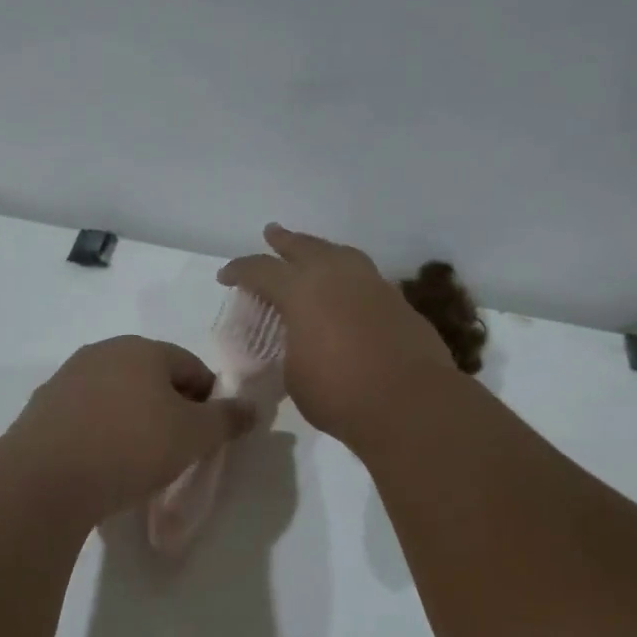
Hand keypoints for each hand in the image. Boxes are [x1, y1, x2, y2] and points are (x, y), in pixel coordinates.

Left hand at [6, 337, 253, 518]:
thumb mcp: (193, 436)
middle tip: (178, 449)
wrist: (45, 480)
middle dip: (170, 409)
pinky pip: (87, 417)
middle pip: (152, 378)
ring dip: (134, 421)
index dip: (209, 399)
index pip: (191, 366)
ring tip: (139, 461)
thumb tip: (252, 409)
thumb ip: (227, 419)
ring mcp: (66, 379)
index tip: (209, 435)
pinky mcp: (41, 410)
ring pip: (117, 397)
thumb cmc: (130, 447)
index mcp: (141, 349)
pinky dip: (102, 434)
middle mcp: (101, 353)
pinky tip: (103, 464)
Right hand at [219, 224, 459, 450]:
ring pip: (341, 254)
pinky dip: (348, 277)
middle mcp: (337, 276)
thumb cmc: (339, 393)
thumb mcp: (294, 374)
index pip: (261, 270)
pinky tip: (345, 291)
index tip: (226, 277)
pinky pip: (364, 278)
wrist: (410, 403)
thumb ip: (290, 348)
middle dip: (284, 241)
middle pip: (305, 247)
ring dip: (321, 251)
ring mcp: (373, 285)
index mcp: (301, 291)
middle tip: (272, 234)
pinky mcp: (398, 302)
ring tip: (313, 254)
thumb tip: (299, 341)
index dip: (240, 271)